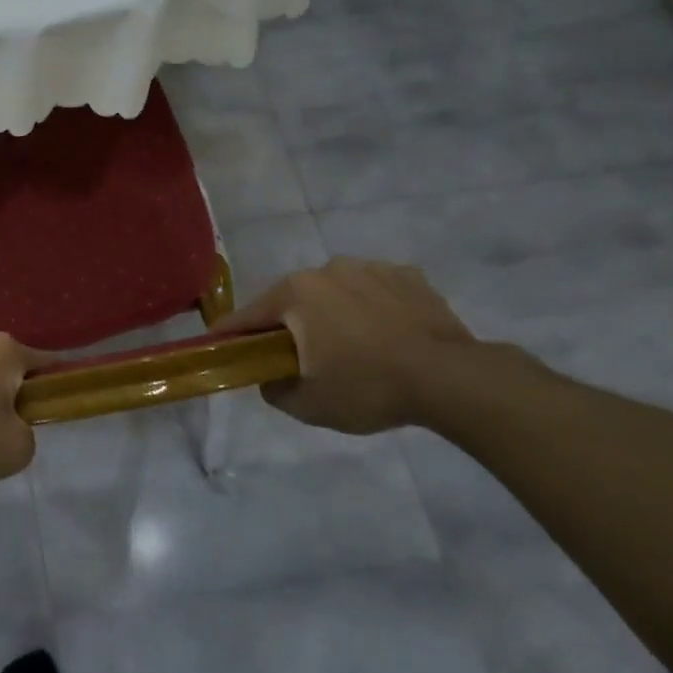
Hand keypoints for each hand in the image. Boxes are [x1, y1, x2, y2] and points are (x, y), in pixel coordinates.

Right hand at [212, 260, 475, 433]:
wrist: (452, 378)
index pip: (249, 315)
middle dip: (290, 325)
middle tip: (298, 358)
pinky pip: (374, 292)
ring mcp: (370, 268)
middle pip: (293, 300)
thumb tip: (269, 377)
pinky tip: (386, 336)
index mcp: (296, 293)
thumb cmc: (369, 387)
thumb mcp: (309, 405)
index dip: (230, 334)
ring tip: (352, 348)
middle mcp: (327, 269)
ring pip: (335, 293)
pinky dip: (371, 309)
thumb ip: (274, 390)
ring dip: (332, 314)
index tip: (219, 345)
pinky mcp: (408, 276)